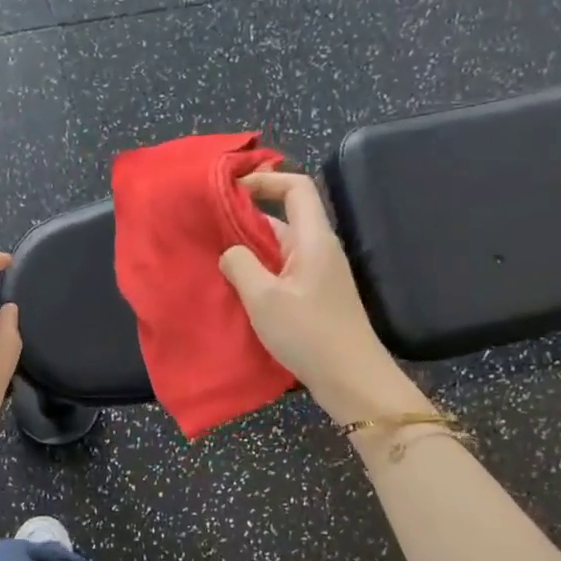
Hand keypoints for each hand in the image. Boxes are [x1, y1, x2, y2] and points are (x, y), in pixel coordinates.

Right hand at [218, 172, 429, 423]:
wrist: (351, 380)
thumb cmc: (309, 334)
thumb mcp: (264, 298)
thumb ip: (240, 265)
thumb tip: (229, 252)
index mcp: (314, 239)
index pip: (296, 187)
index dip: (265, 180)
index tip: (230, 190)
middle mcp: (319, 249)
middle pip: (284, 216)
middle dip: (246, 216)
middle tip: (208, 225)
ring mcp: (318, 274)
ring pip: (279, 247)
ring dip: (249, 248)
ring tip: (213, 256)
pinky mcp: (314, 296)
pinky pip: (282, 270)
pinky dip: (258, 271)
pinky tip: (235, 287)